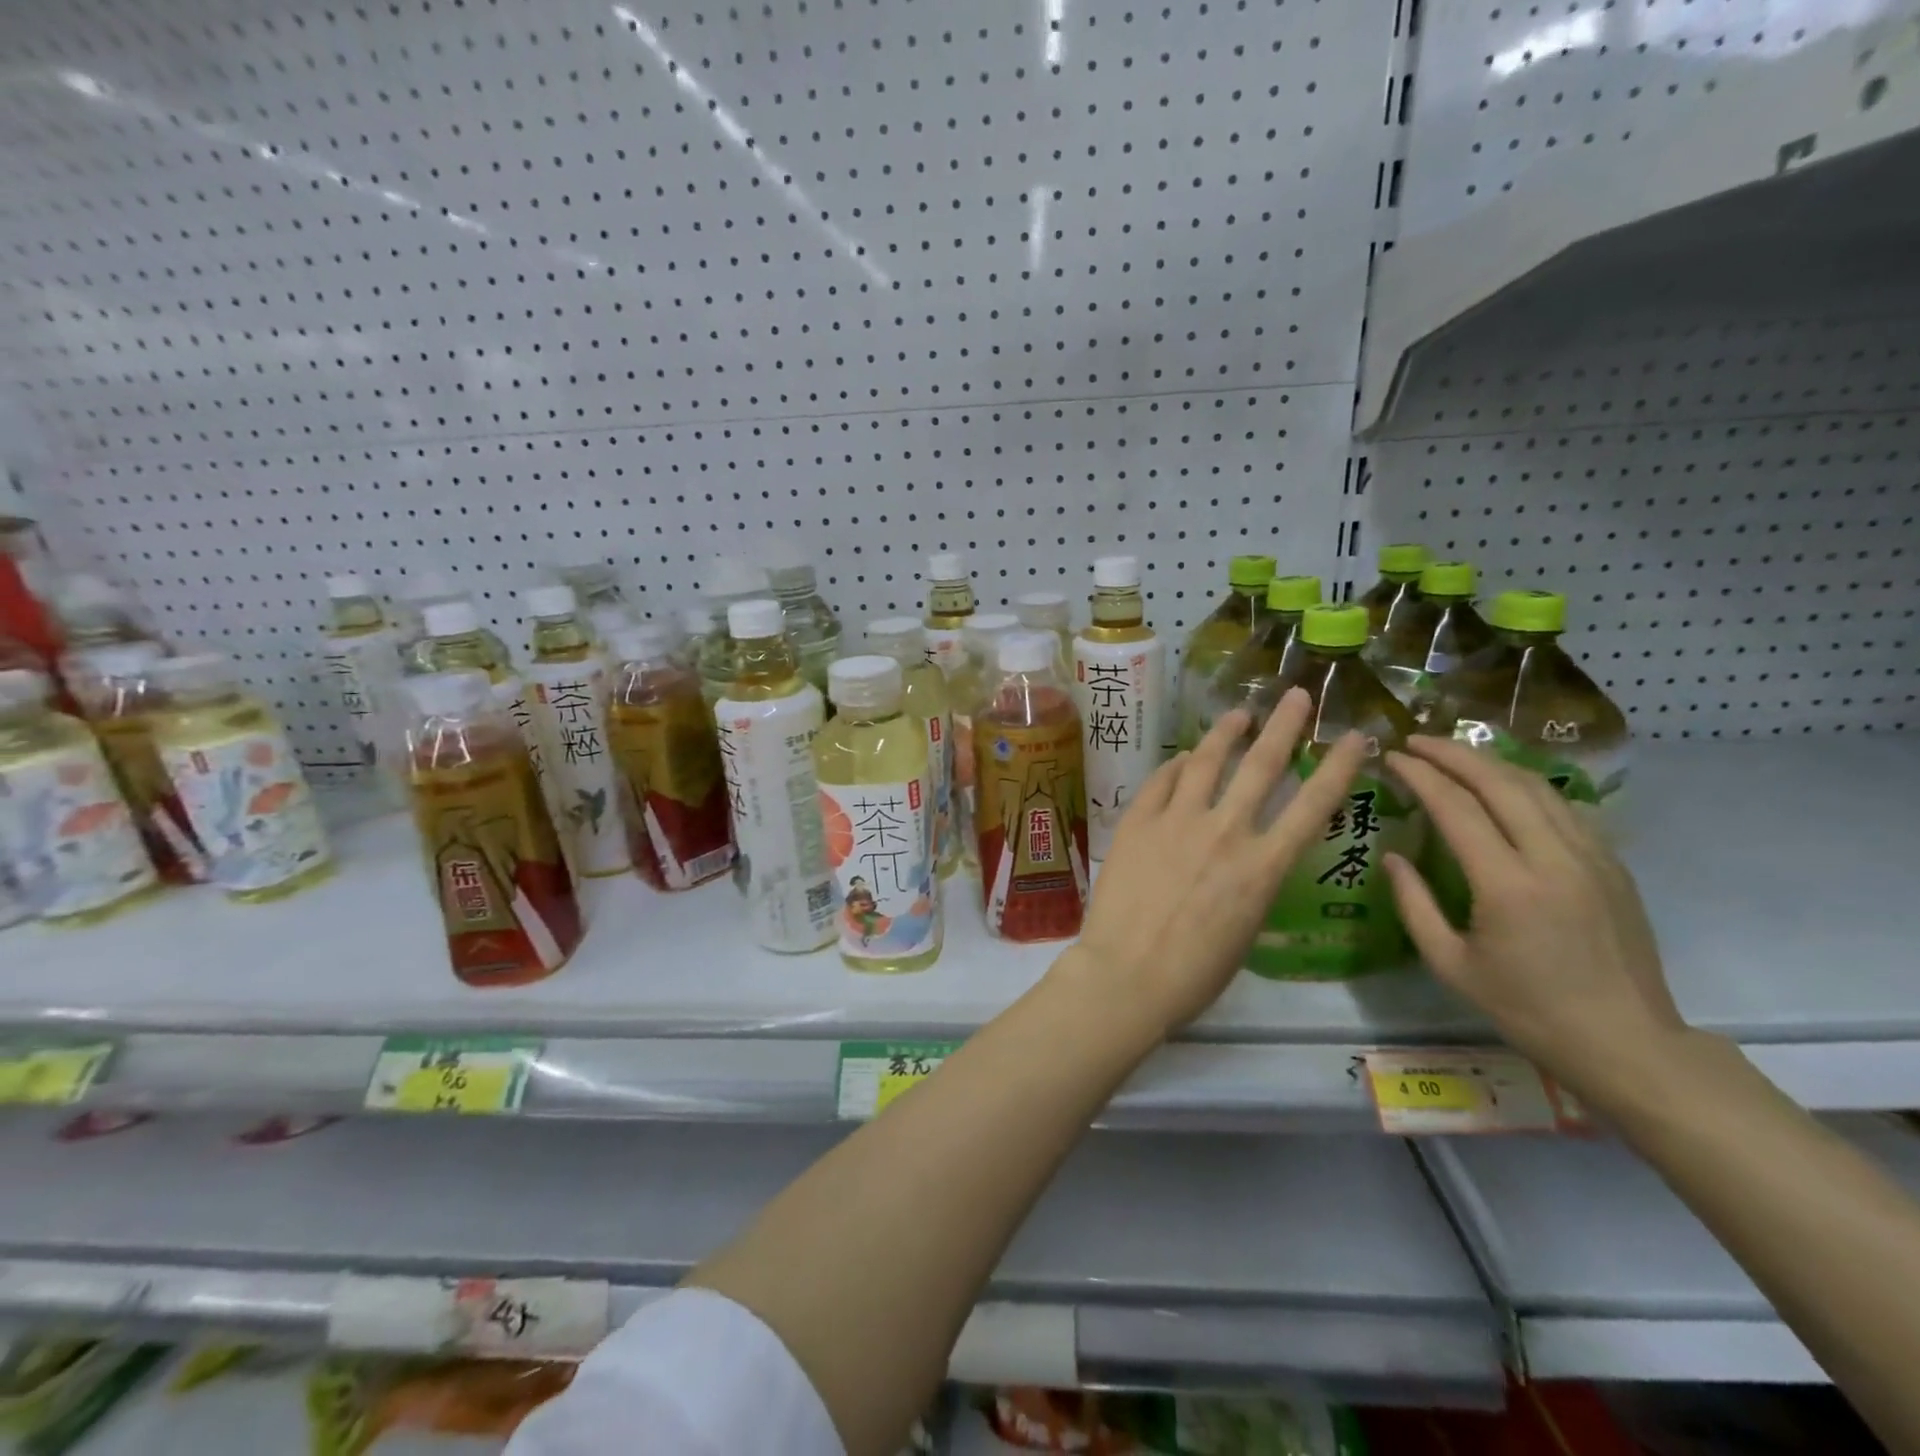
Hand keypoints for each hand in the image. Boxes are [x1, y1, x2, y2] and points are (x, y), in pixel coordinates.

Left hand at [1061, 689, 1367, 1036]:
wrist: (1128, 975)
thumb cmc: (1194, 973)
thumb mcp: (1245, 930)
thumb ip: (1251, 883)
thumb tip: (1246, 855)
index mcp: (1263, 866)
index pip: (1312, 805)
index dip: (1338, 767)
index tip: (1355, 736)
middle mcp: (1225, 832)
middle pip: (1260, 765)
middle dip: (1283, 725)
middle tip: (1296, 695)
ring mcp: (1177, 821)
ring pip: (1205, 761)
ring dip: (1225, 733)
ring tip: (1238, 715)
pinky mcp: (1138, 822)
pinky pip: (1160, 781)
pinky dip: (1175, 766)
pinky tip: (1181, 759)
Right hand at [1382, 736, 1682, 1095]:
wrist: (1625, 1042)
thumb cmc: (1526, 1009)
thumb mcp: (1450, 964)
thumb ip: (1414, 904)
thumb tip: (1393, 856)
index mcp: (1508, 885)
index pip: (1457, 808)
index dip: (1420, 775)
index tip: (1392, 757)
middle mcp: (1554, 859)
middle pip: (1501, 783)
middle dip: (1454, 754)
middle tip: (1417, 741)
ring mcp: (1592, 858)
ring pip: (1538, 788)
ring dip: (1491, 763)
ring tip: (1455, 754)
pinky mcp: (1613, 866)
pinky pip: (1564, 808)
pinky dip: (1526, 786)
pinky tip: (1505, 788)